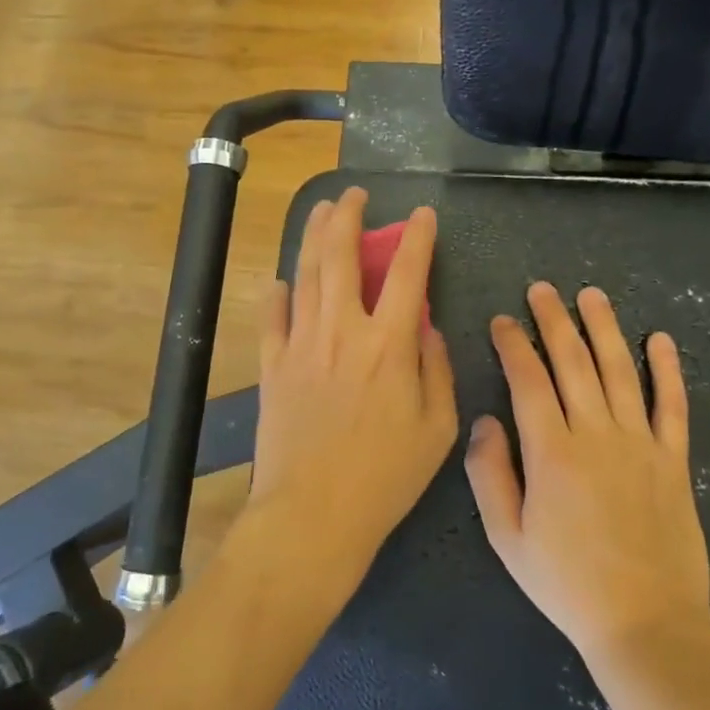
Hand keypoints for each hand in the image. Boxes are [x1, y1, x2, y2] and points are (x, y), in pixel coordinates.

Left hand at [244, 188, 458, 595]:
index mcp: (389, 344)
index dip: (416, 238)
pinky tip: (281, 281)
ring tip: (320, 212)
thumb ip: (436, 369)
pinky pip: (272, 317)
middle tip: (353, 195)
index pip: (407, 273)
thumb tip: (426, 327)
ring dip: (313, 237)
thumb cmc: (385, 477)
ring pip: (305, 275)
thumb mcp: (437, 429)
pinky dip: (277, 293)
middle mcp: (343, 331)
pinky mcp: (272, 366)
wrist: (314, 514)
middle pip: (341, 257)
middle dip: (348, 217)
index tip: (421, 215)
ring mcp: (301, 344)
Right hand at [463, 282, 709, 663]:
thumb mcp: (506, 537)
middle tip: (542, 289)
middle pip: (573, 362)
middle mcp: (596, 434)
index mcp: (551, 452)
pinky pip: (672, 405)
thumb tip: (486, 420)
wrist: (645, 625)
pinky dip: (668, 369)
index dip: (513, 344)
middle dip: (554, 320)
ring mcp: (640, 444)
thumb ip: (489, 473)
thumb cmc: (566, 583)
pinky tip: (660, 339)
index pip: (528, 379)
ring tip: (591, 295)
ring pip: (620, 370)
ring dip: (604, 329)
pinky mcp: (674, 460)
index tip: (502, 320)